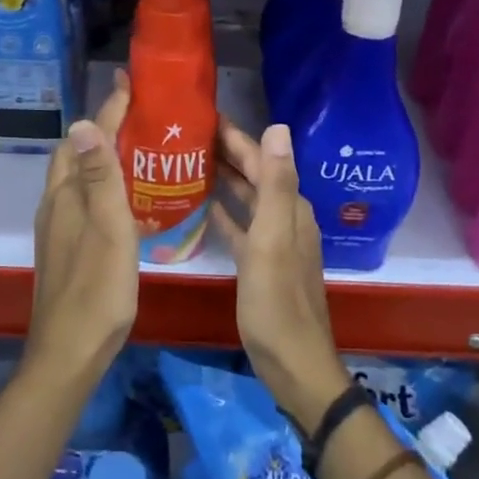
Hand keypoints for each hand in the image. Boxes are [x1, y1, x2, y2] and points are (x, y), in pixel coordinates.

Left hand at [27, 75, 138, 391]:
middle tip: (137, 117)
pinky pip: (82, 200)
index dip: (107, 111)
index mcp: (66, 196)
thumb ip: (99, 178)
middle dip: (101, 129)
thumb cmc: (97, 289)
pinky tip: (125, 200)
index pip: (85, 140)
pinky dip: (101, 185)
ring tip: (136, 151)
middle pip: (74, 155)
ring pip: (77, 178)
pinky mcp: (65, 248)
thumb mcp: (107, 229)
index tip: (129, 85)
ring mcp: (57, 229)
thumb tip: (83, 123)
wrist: (69, 351)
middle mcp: (55, 205)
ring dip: (100, 157)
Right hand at [212, 119, 349, 433]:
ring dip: (223, 178)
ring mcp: (273, 241)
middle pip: (253, 174)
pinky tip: (202, 206)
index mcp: (289, 208)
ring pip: (246, 198)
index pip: (261, 158)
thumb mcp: (273, 240)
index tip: (203, 114)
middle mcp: (285, 217)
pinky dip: (223, 212)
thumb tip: (279, 126)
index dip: (235, 135)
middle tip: (185, 134)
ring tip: (188, 162)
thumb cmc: (277, 303)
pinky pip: (239, 226)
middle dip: (225, 152)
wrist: (293, 364)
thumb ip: (275, 184)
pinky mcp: (261, 263)